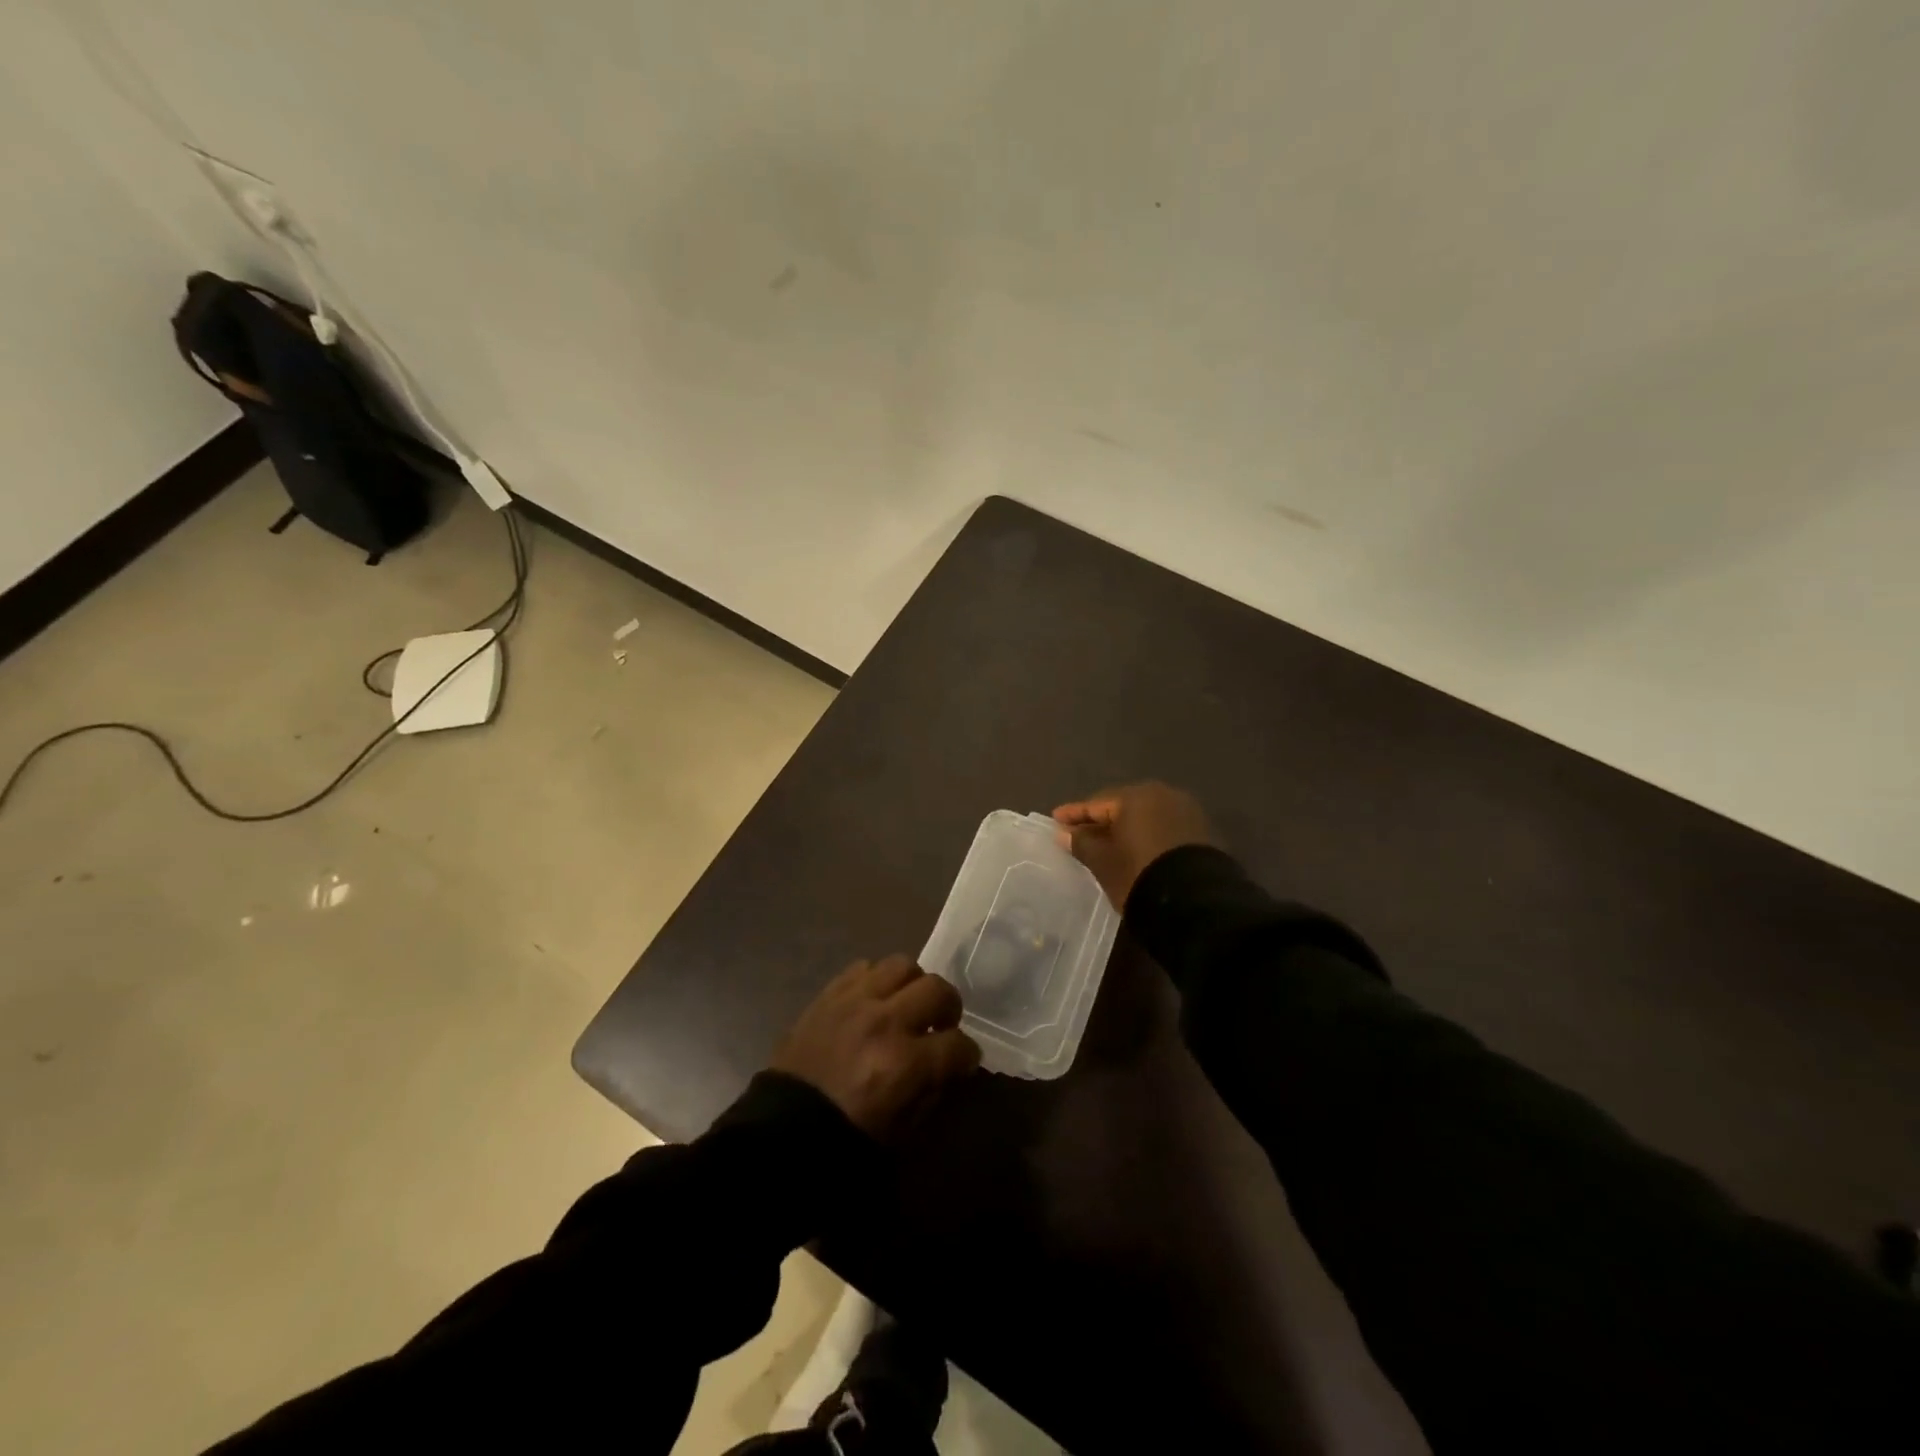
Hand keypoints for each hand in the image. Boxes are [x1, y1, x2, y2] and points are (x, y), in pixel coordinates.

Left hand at [770, 955, 980, 1138]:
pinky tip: (874, 1002)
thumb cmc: (845, 1141)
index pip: (958, 1044)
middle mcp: (883, 1022)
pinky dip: (877, 981)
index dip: (967, 1055)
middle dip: (948, 1008)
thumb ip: (932, 1090)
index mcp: (904, 1063)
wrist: (781, 1135)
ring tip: (907, 1005)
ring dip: (913, 985)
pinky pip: (863, 967)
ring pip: (902, 965)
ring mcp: (854, 1002)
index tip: (963, 1061)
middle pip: (936, 989)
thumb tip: (949, 1065)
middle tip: (941, 1024)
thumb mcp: (902, 1131)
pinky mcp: (828, 995)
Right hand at [1054, 781, 1216, 909]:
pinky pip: (1163, 827)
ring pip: (1145, 816)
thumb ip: (1082, 843)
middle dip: (1101, 819)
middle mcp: (1163, 795)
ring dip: (1125, 828)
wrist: (1197, 904)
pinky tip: (1136, 848)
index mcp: (1136, 797)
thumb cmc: (1140, 875)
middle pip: (1123, 806)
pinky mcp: (1202, 832)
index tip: (1055, 820)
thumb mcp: (1104, 862)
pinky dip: (1146, 835)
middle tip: (1080, 831)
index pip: (1097, 803)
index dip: (1074, 814)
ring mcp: (1186, 812)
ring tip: (1107, 842)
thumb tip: (1064, 833)